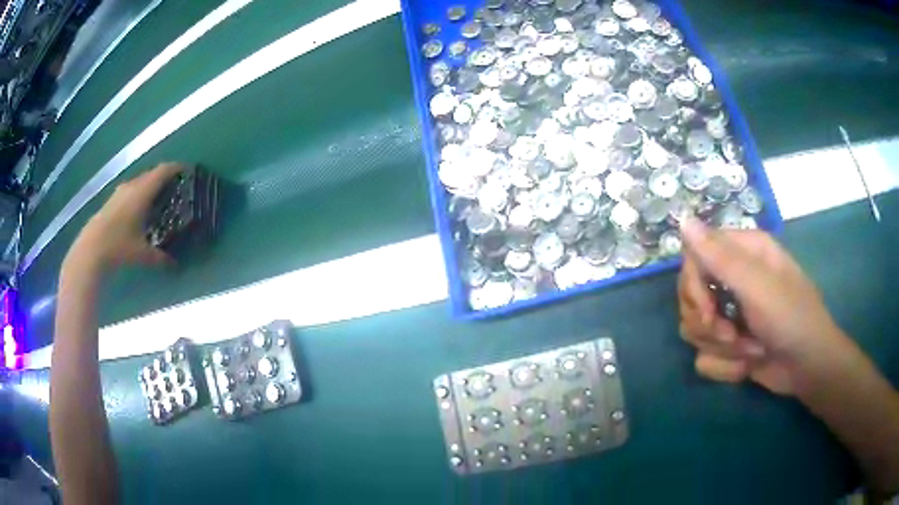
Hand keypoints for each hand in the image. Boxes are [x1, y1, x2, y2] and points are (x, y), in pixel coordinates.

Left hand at [66, 163, 184, 270]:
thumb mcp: (142, 255)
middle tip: (175, 188)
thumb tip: (175, 266)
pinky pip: (130, 191)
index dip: (176, 168)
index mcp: (143, 192)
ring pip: (140, 182)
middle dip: (164, 177)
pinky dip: (139, 194)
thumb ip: (160, 258)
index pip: (163, 171)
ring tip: (158, 199)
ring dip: (150, 186)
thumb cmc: (119, 246)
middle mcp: (132, 186)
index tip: (187, 171)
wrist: (91, 249)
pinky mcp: (111, 201)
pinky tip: (139, 210)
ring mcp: (120, 192)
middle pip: (152, 174)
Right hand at [677, 218, 848, 395]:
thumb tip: (682, 219)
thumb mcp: (759, 287)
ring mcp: (730, 315)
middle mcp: (733, 280)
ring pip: (695, 330)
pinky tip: (746, 368)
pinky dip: (724, 367)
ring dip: (722, 348)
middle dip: (708, 324)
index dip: (693, 285)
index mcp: (743, 254)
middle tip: (730, 333)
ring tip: (750, 352)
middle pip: (690, 297)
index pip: (694, 257)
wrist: (808, 369)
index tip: (707, 310)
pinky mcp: (729, 346)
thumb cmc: (792, 319)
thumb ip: (721, 257)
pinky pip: (705, 357)